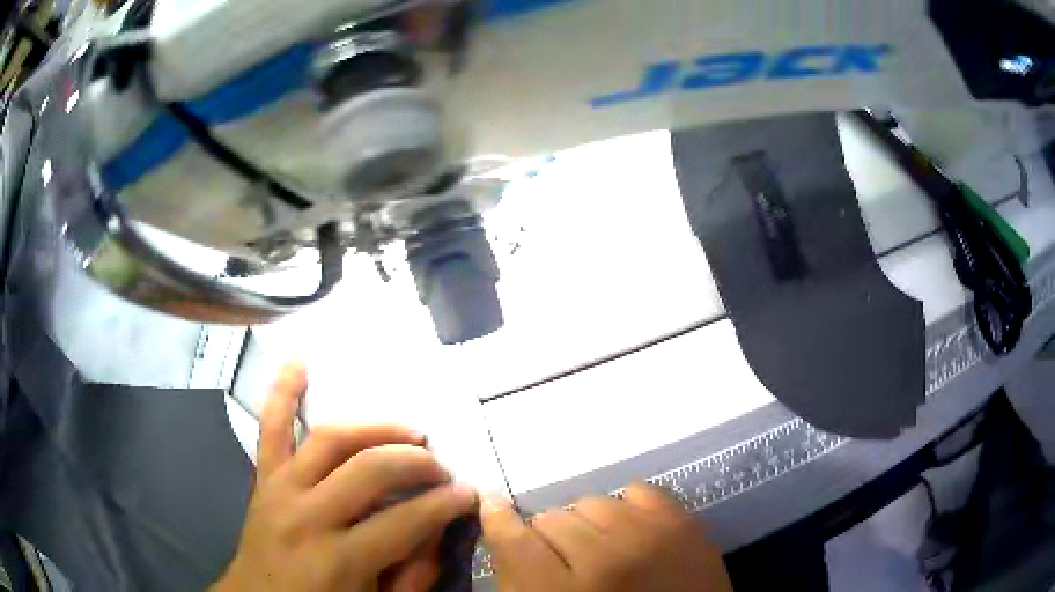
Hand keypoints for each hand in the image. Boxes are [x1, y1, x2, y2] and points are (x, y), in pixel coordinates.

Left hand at [212, 360, 476, 591]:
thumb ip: (413, 573)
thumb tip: (437, 529)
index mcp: (338, 559)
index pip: (406, 520)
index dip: (445, 504)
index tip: (468, 493)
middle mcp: (307, 516)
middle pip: (370, 469)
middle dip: (416, 463)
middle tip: (440, 466)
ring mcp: (279, 489)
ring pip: (329, 439)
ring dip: (375, 427)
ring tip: (408, 430)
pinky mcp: (263, 478)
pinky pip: (271, 428)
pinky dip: (282, 391)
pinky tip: (297, 360)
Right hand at [480, 483, 733, 591]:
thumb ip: (517, 575)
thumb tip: (498, 519)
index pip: (513, 538)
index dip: (498, 521)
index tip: (494, 508)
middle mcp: (604, 560)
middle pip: (551, 518)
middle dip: (551, 538)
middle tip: (567, 560)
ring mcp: (649, 537)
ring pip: (590, 501)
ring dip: (588, 525)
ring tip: (602, 548)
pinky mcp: (683, 522)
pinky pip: (636, 490)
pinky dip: (626, 508)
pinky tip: (630, 532)